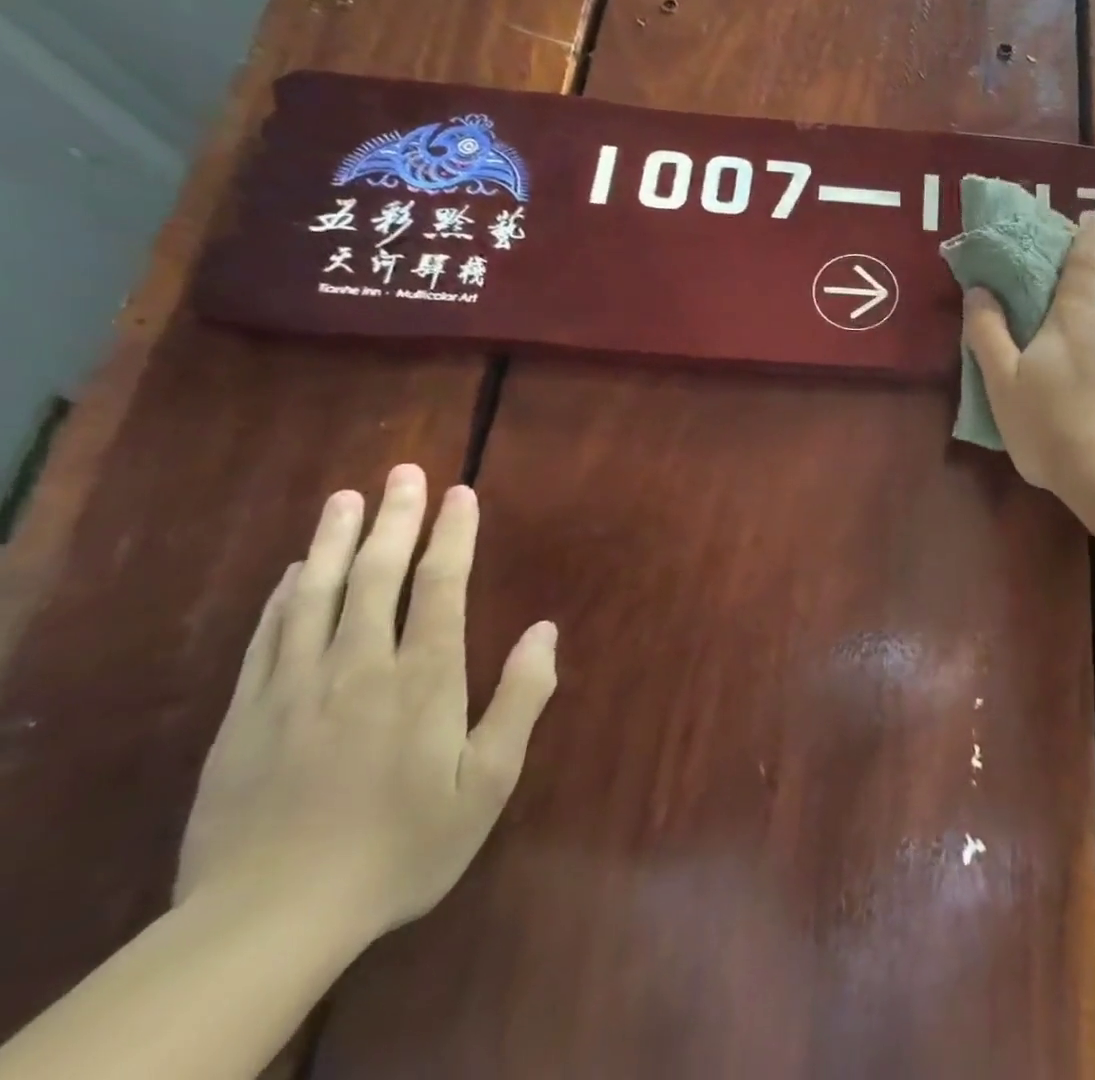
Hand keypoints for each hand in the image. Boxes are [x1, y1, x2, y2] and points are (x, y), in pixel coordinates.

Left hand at [176, 465, 557, 944]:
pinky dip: (285, 595)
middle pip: (377, 574)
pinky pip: (269, 637)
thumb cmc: (400, 846)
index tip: (459, 493)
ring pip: (318, 594)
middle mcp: (359, 666)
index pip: (440, 584)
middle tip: (403, 472)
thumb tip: (546, 631)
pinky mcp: (247, 716)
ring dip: (336, 540)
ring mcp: (295, 688)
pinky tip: (296, 571)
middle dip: (395, 518)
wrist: (266, 923)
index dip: (452, 534)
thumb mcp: (486, 784)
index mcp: (422, 678)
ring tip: (346, 497)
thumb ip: (520, 700)